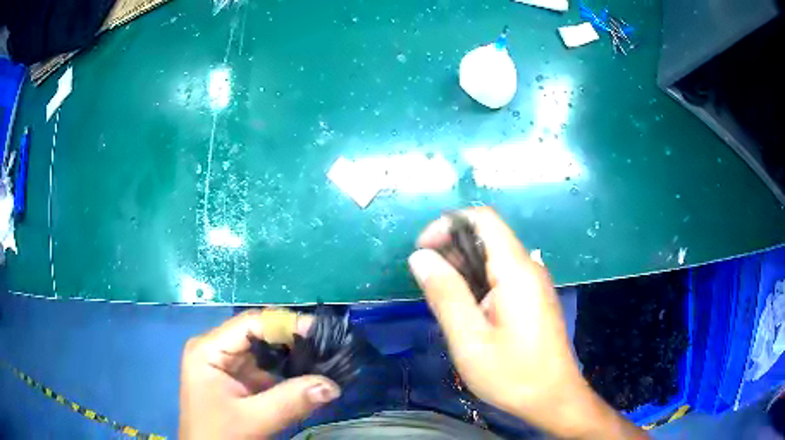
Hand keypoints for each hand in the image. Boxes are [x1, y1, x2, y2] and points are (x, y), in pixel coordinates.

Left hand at [179, 310, 340, 438]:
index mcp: (208, 349)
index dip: (285, 323)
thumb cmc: (220, 436)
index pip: (249, 324)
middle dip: (292, 339)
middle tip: (327, 346)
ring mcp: (226, 363)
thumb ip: (291, 401)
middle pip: (258, 333)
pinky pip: (266, 367)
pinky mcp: (237, 378)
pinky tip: (309, 374)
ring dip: (292, 355)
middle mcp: (216, 348)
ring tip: (324, 357)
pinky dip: (288, 371)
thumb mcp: (253, 420)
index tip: (320, 330)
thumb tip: (332, 385)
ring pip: (265, 350)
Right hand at [409, 207, 645, 438]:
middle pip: (487, 236)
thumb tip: (420, 256)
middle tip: (428, 283)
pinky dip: (478, 282)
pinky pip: (502, 276)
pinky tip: (467, 311)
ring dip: (463, 268)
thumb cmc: (512, 374)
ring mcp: (534, 283)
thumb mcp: (469, 339)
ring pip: (493, 257)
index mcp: (516, 270)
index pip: (483, 219)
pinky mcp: (533, 298)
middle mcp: (529, 267)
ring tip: (443, 300)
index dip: (448, 224)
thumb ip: (445, 294)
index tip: (423, 250)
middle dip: (452, 249)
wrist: (553, 398)